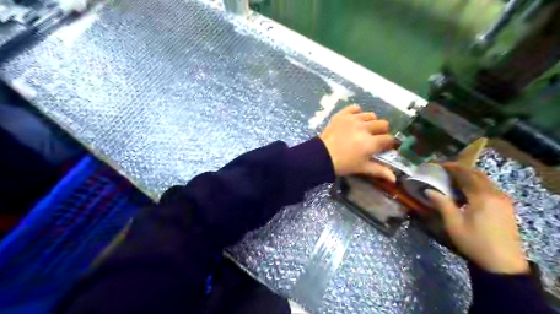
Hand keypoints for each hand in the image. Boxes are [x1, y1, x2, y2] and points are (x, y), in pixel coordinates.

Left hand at [321, 104, 394, 181]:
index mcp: (371, 142)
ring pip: (370, 115)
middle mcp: (365, 128)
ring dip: (370, 121)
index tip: (384, 147)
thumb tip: (395, 179)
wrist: (321, 156)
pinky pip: (354, 108)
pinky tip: (355, 119)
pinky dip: (356, 112)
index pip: (388, 139)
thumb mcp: (362, 168)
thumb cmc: (343, 164)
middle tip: (374, 138)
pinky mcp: (342, 115)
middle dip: (382, 131)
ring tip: (364, 129)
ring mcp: (353, 119)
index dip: (389, 143)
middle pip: (383, 124)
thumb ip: (379, 171)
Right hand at [424, 163, 529, 273]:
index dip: (452, 167)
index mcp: (482, 196)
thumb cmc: (474, 242)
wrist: (503, 264)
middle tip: (444, 170)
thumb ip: (442, 204)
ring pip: (485, 180)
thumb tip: (428, 190)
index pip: (466, 174)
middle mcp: (495, 194)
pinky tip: (467, 191)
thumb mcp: (453, 224)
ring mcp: (503, 200)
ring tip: (453, 178)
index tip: (438, 164)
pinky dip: (477, 184)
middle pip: (477, 174)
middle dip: (461, 169)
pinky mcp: (506, 206)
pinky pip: (490, 188)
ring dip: (469, 176)